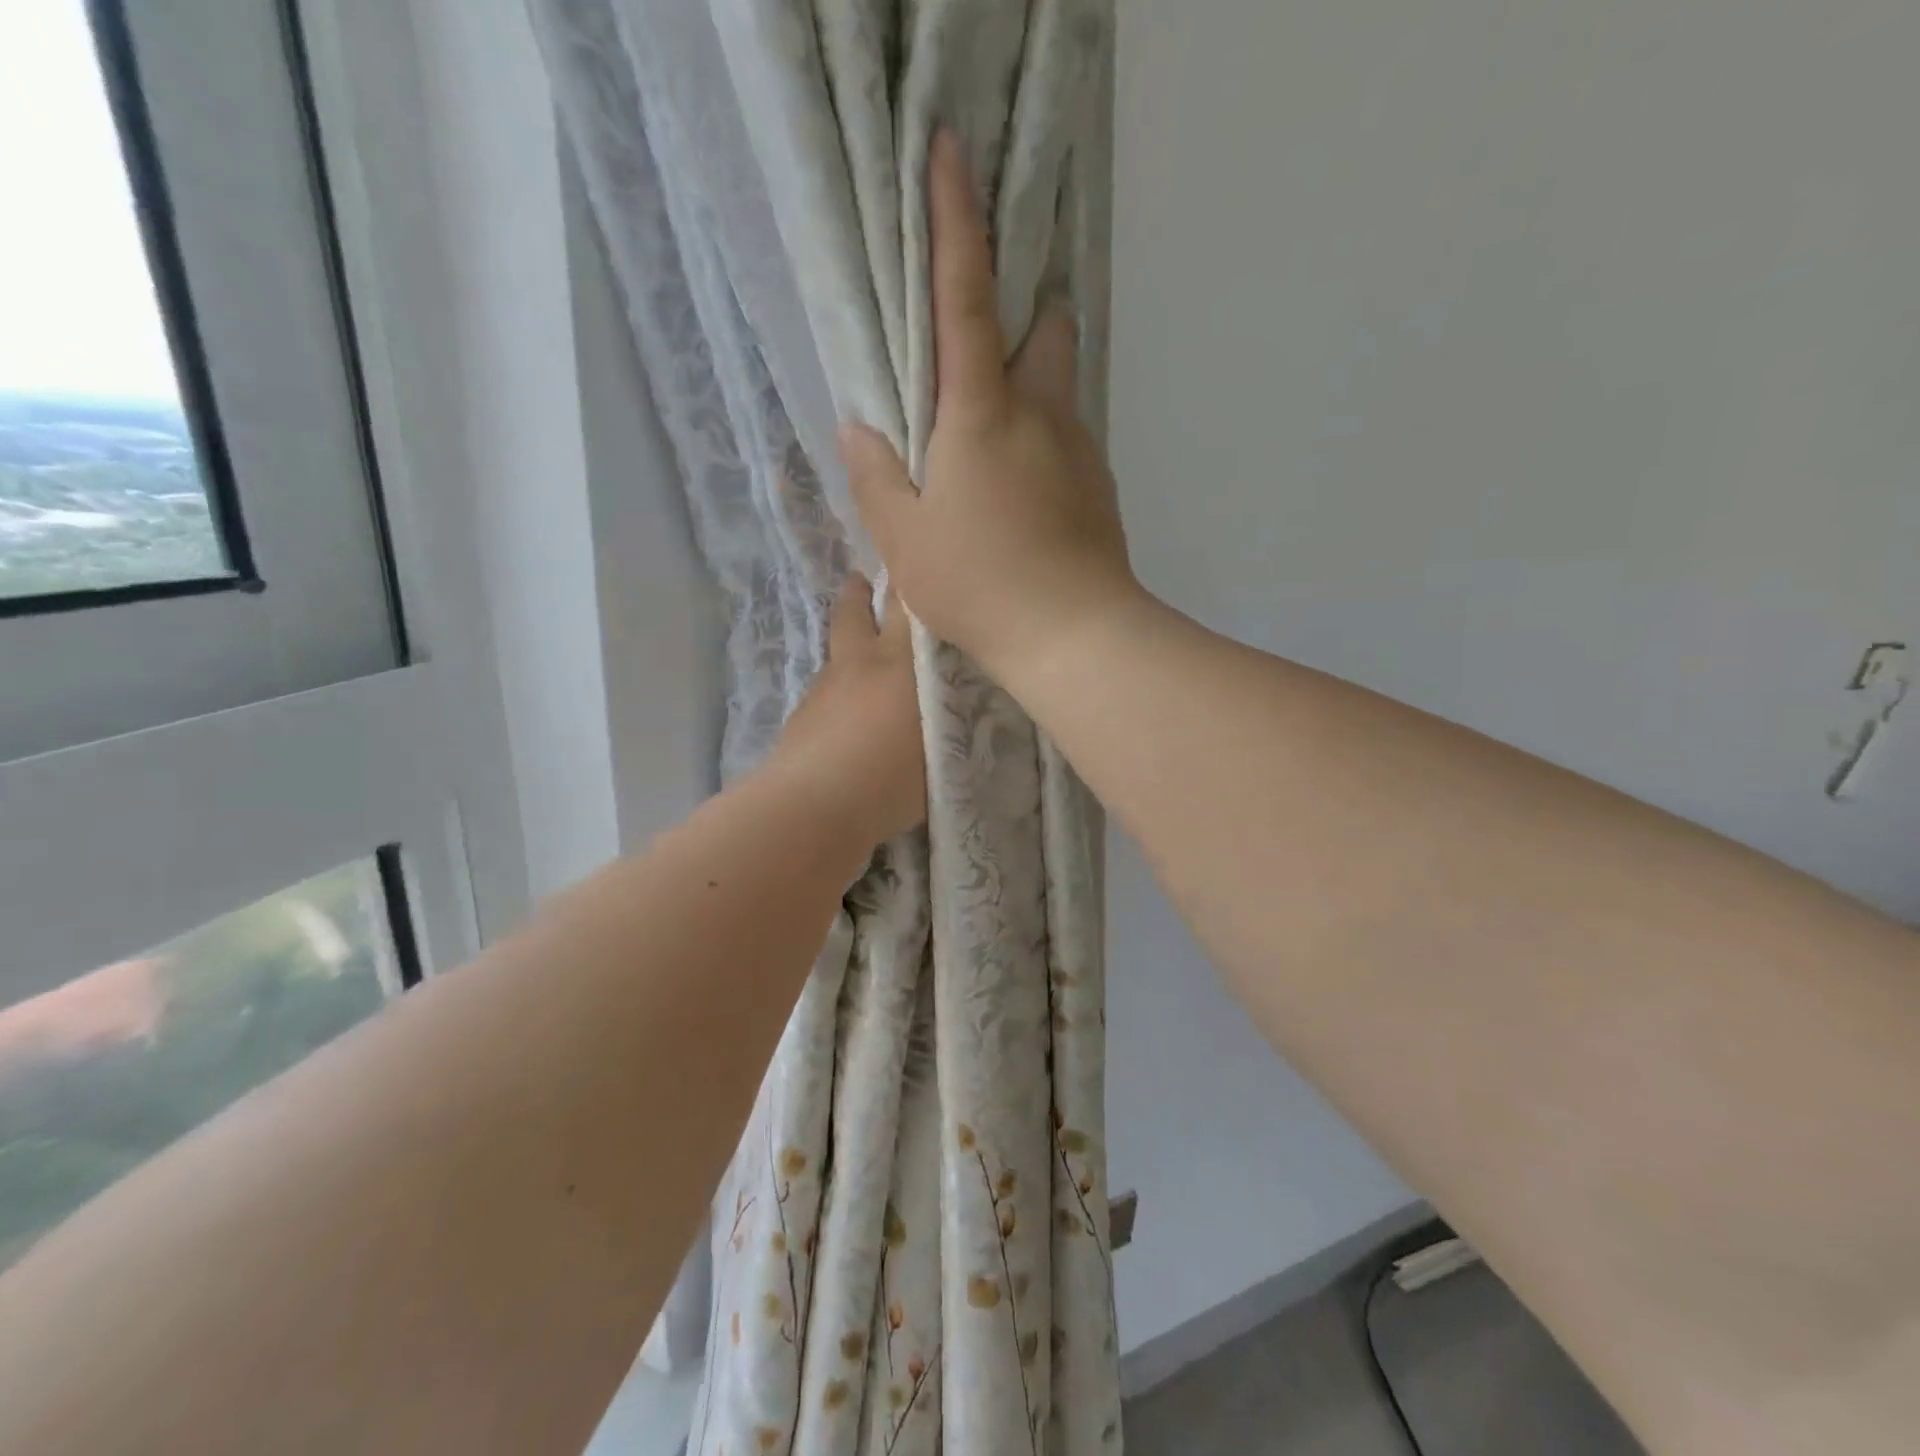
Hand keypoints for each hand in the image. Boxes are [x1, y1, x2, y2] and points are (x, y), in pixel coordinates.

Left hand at [765, 574, 926, 845]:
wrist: (815, 806)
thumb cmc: (892, 776)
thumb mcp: (944, 745)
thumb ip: (952, 717)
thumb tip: (956, 705)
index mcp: (899, 662)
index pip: (907, 606)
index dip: (910, 584)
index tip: (918, 570)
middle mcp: (858, 663)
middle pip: (854, 612)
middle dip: (861, 592)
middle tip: (866, 580)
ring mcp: (823, 688)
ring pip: (836, 651)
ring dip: (848, 642)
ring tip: (863, 654)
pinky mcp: (800, 717)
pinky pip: (825, 688)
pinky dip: (838, 687)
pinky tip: (847, 712)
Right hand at [838, 130, 1138, 682]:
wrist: (1074, 636)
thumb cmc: (979, 584)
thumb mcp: (904, 540)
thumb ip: (876, 477)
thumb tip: (860, 429)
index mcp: (981, 412)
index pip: (965, 296)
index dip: (954, 220)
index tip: (948, 151)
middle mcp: (1040, 412)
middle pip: (1041, 330)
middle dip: (1018, 318)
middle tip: (981, 357)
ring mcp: (1079, 448)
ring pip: (1059, 388)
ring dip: (1031, 388)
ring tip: (997, 443)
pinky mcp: (1100, 486)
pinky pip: (1068, 440)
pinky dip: (1044, 443)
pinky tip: (1024, 495)